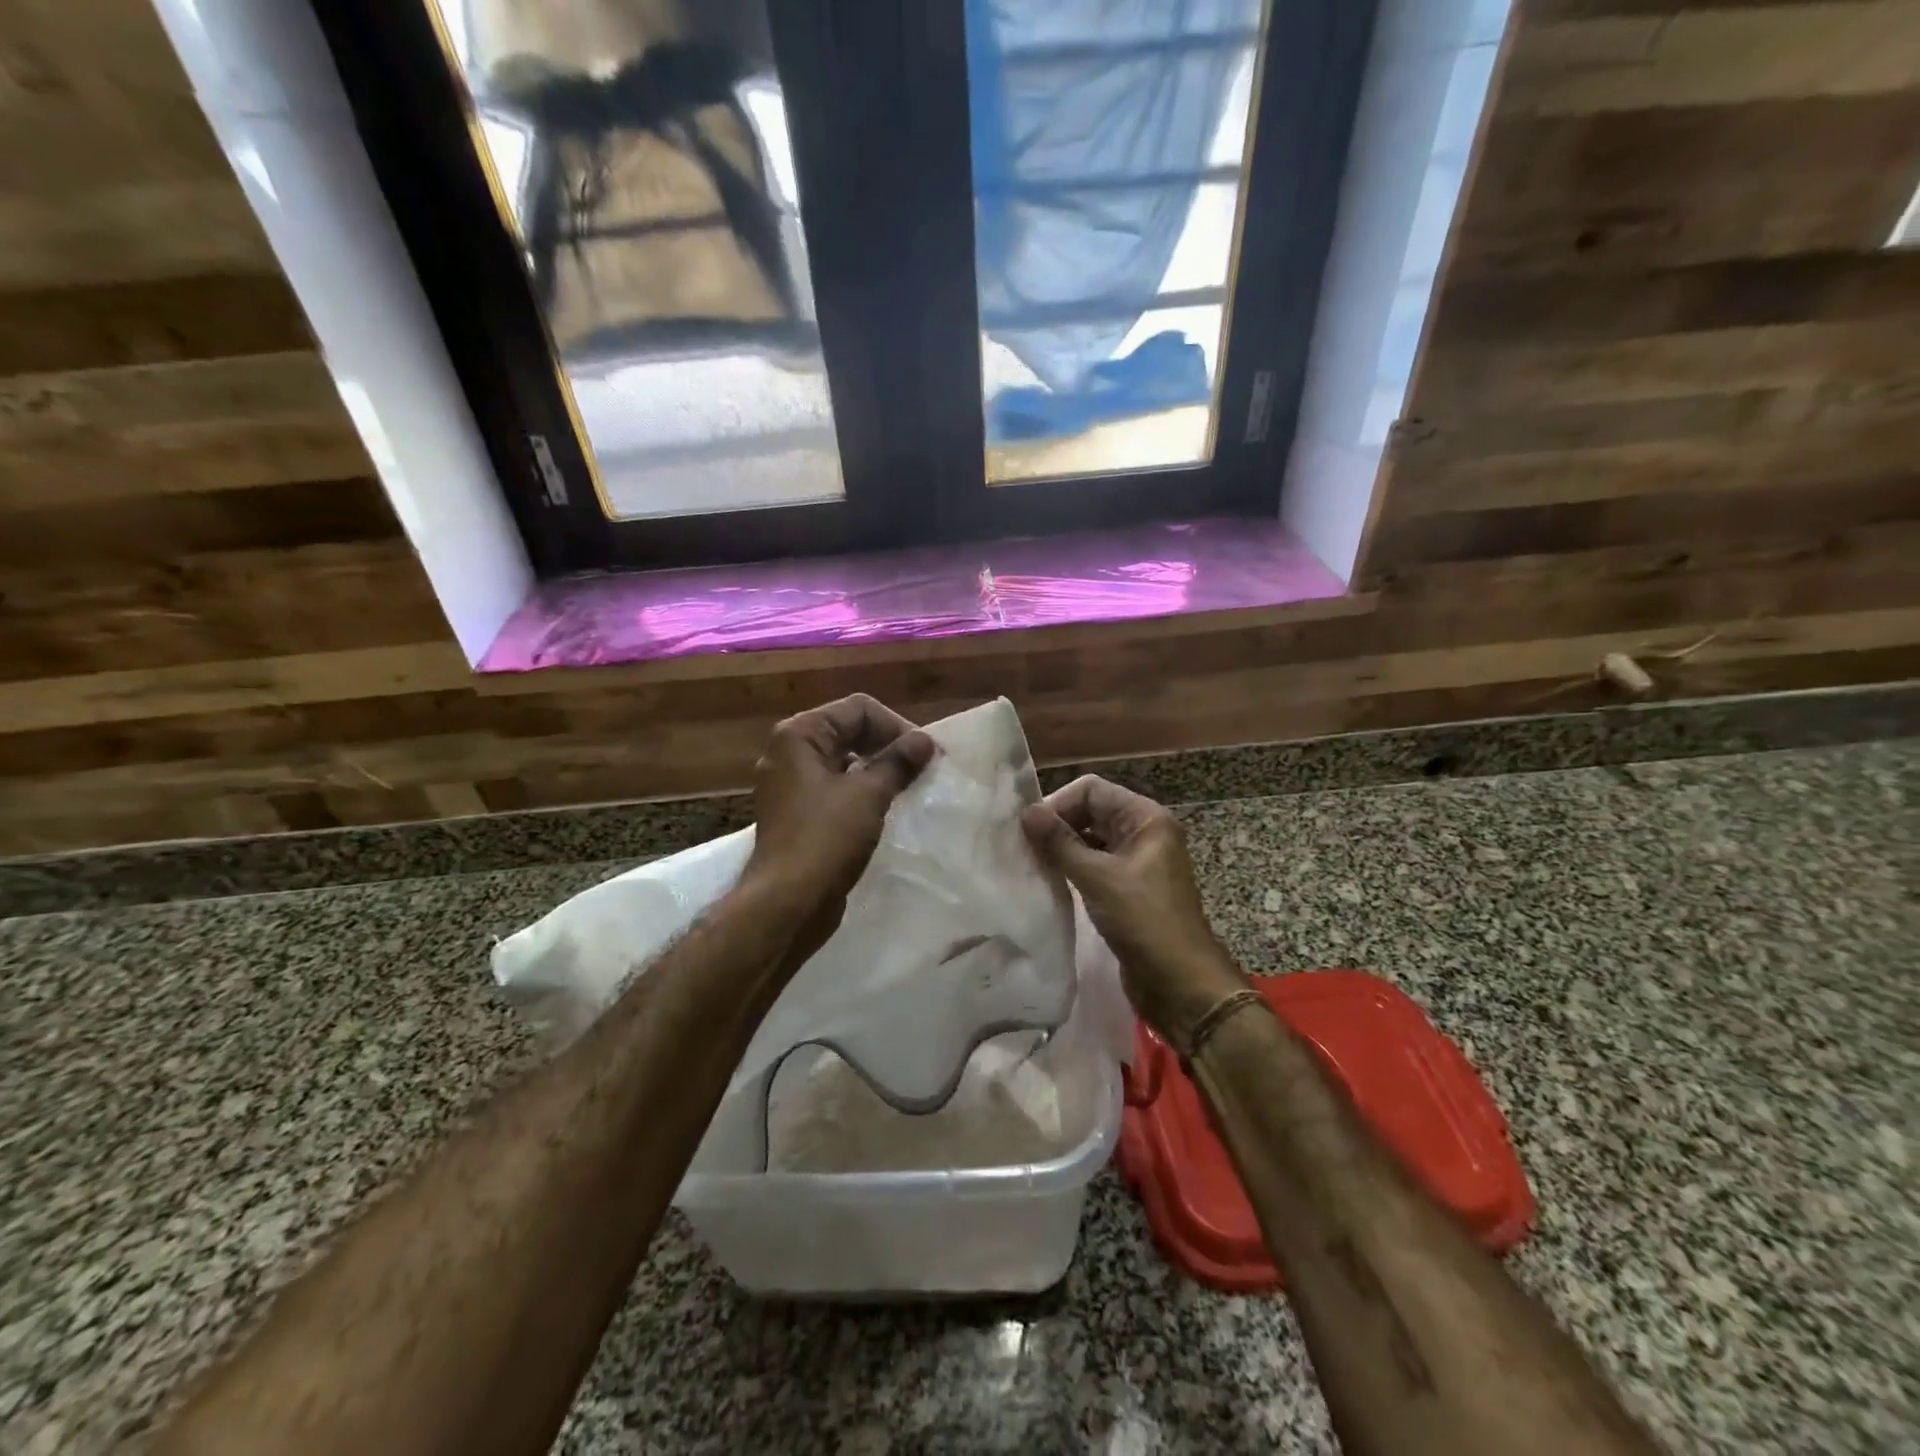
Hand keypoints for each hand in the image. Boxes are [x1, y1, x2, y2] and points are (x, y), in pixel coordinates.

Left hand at [743, 694, 934, 935]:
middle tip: (920, 769)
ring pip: (843, 762)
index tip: (924, 754)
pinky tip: (884, 809)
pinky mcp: (797, 814)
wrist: (787, 903)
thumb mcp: (868, 795)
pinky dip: (861, 792)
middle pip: (848, 731)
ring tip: (907, 788)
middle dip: (887, 746)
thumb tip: (925, 740)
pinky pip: (835, 789)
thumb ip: (898, 762)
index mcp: (798, 735)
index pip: (857, 709)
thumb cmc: (825, 839)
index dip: (896, 726)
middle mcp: (789, 753)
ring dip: (877, 770)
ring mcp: (790, 785)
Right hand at [1022, 775, 1244, 1047]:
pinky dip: (1073, 868)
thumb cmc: (1143, 921)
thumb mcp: (1097, 878)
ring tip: (1031, 863)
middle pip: (1091, 811)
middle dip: (1058, 824)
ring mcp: (1138, 861)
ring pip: (1091, 839)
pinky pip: (1096, 865)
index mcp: (1145, 818)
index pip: (1092, 790)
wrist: (1180, 984)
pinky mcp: (1129, 888)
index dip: (1058, 803)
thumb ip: (1059, 842)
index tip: (1028, 829)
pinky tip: (1050, 882)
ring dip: (1063, 847)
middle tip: (1024, 846)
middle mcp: (1144, 832)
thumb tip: (1026, 812)